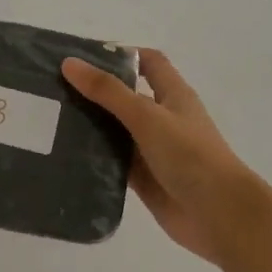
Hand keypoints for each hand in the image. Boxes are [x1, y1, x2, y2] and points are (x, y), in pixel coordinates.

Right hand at [60, 49, 271, 268]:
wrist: (221, 216)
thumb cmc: (190, 156)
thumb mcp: (147, 116)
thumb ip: (108, 91)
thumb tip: (69, 63)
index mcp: (172, 95)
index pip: (148, 62)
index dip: (120, 55)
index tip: (83, 57)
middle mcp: (162, 119)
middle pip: (125, 97)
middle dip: (94, 91)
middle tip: (53, 88)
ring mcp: (153, 150)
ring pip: (116, 131)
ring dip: (90, 126)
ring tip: (50, 120)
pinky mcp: (144, 179)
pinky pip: (113, 162)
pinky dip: (93, 158)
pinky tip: (65, 156)